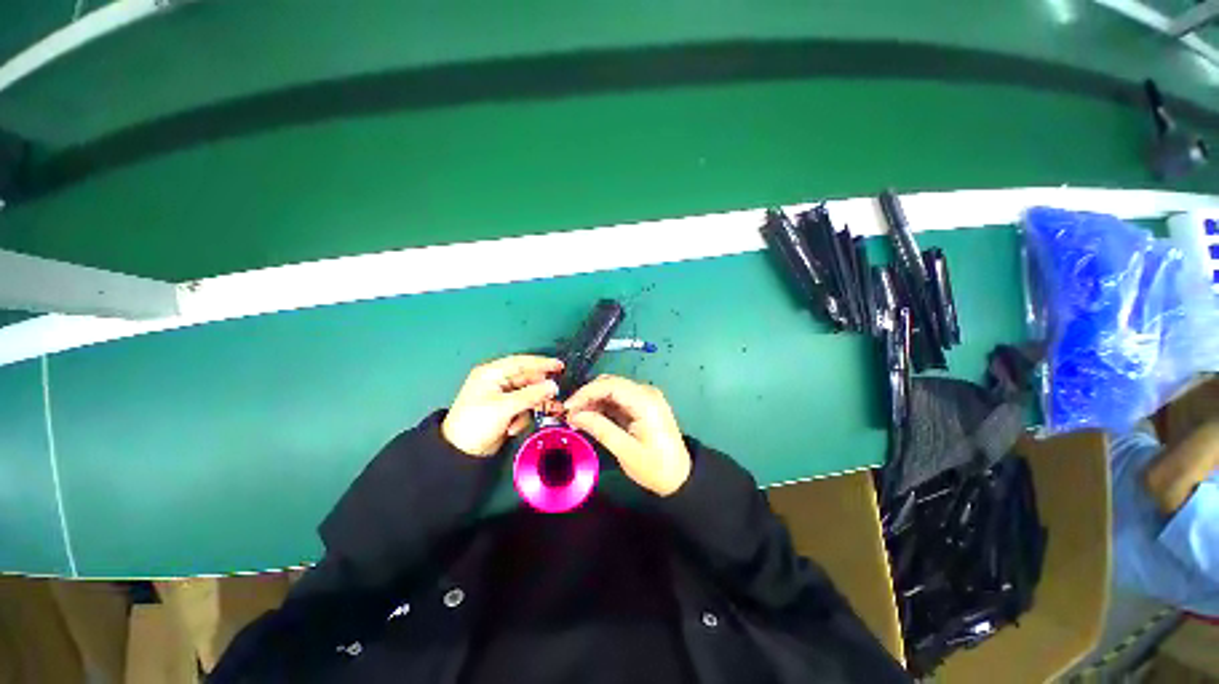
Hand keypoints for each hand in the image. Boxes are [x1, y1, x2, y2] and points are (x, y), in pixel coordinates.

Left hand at [442, 355, 561, 456]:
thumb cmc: (475, 424)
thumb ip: (531, 395)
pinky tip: (514, 428)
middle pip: (527, 379)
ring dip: (533, 406)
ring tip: (544, 412)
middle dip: (539, 390)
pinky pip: (523, 407)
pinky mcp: (505, 410)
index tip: (559, 366)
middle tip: (554, 395)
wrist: (460, 453)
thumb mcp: (504, 407)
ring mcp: (502, 397)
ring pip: (527, 395)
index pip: (521, 363)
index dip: (541, 363)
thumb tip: (552, 386)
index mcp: (491, 374)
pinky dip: (522, 417)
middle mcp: (497, 382)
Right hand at [565, 375, 691, 495]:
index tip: (567, 407)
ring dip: (593, 401)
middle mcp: (646, 393)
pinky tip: (590, 418)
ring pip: (612, 390)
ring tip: (577, 419)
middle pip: (610, 383)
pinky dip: (603, 406)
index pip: (610, 384)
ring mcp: (645, 397)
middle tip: (570, 415)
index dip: (586, 392)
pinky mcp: (642, 405)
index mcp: (645, 401)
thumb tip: (575, 415)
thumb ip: (600, 429)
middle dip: (587, 396)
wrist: (680, 477)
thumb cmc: (655, 467)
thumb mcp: (625, 451)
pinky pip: (618, 399)